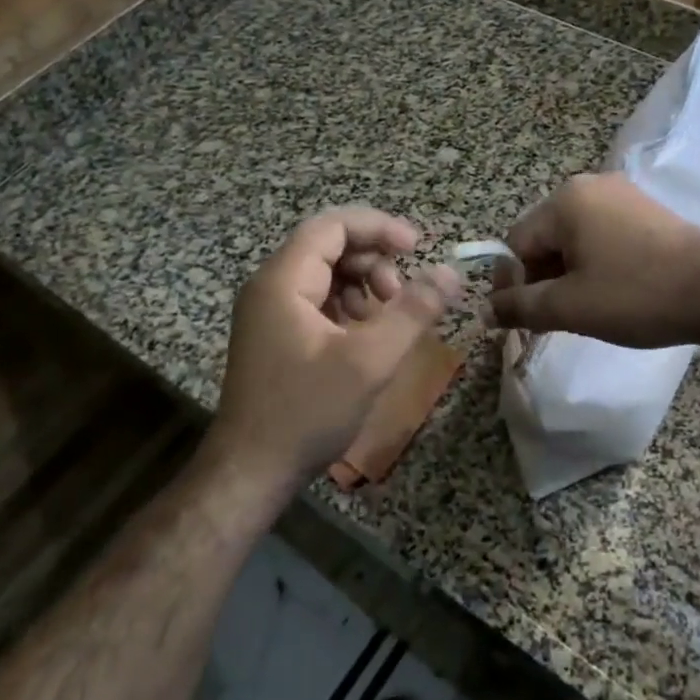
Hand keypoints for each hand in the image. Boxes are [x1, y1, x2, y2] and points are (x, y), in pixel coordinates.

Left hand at [205, 209, 461, 497]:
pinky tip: (365, 336)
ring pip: (324, 274)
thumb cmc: (307, 413)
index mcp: (282, 280)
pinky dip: (347, 307)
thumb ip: (413, 311)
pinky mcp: (274, 335)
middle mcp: (269, 286)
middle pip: (328, 246)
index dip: (378, 227)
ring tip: (386, 318)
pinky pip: (316, 301)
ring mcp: (268, 312)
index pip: (332, 225)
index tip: (416, 247)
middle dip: (373, 261)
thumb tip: (450, 272)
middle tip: (401, 295)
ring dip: (363, 284)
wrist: (249, 473)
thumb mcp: (369, 361)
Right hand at [487, 174, 699, 348]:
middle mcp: (590, 186)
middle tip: (546, 322)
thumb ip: (520, 307)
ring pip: (573, 240)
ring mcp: (622, 196)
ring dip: (565, 276)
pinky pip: (601, 237)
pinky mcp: (645, 212)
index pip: (516, 243)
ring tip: (576, 313)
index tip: (515, 321)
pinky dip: (593, 265)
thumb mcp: (569, 306)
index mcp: (565, 201)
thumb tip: (484, 311)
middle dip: (539, 281)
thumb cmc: (636, 295)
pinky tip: (605, 294)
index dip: (510, 284)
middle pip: (544, 239)